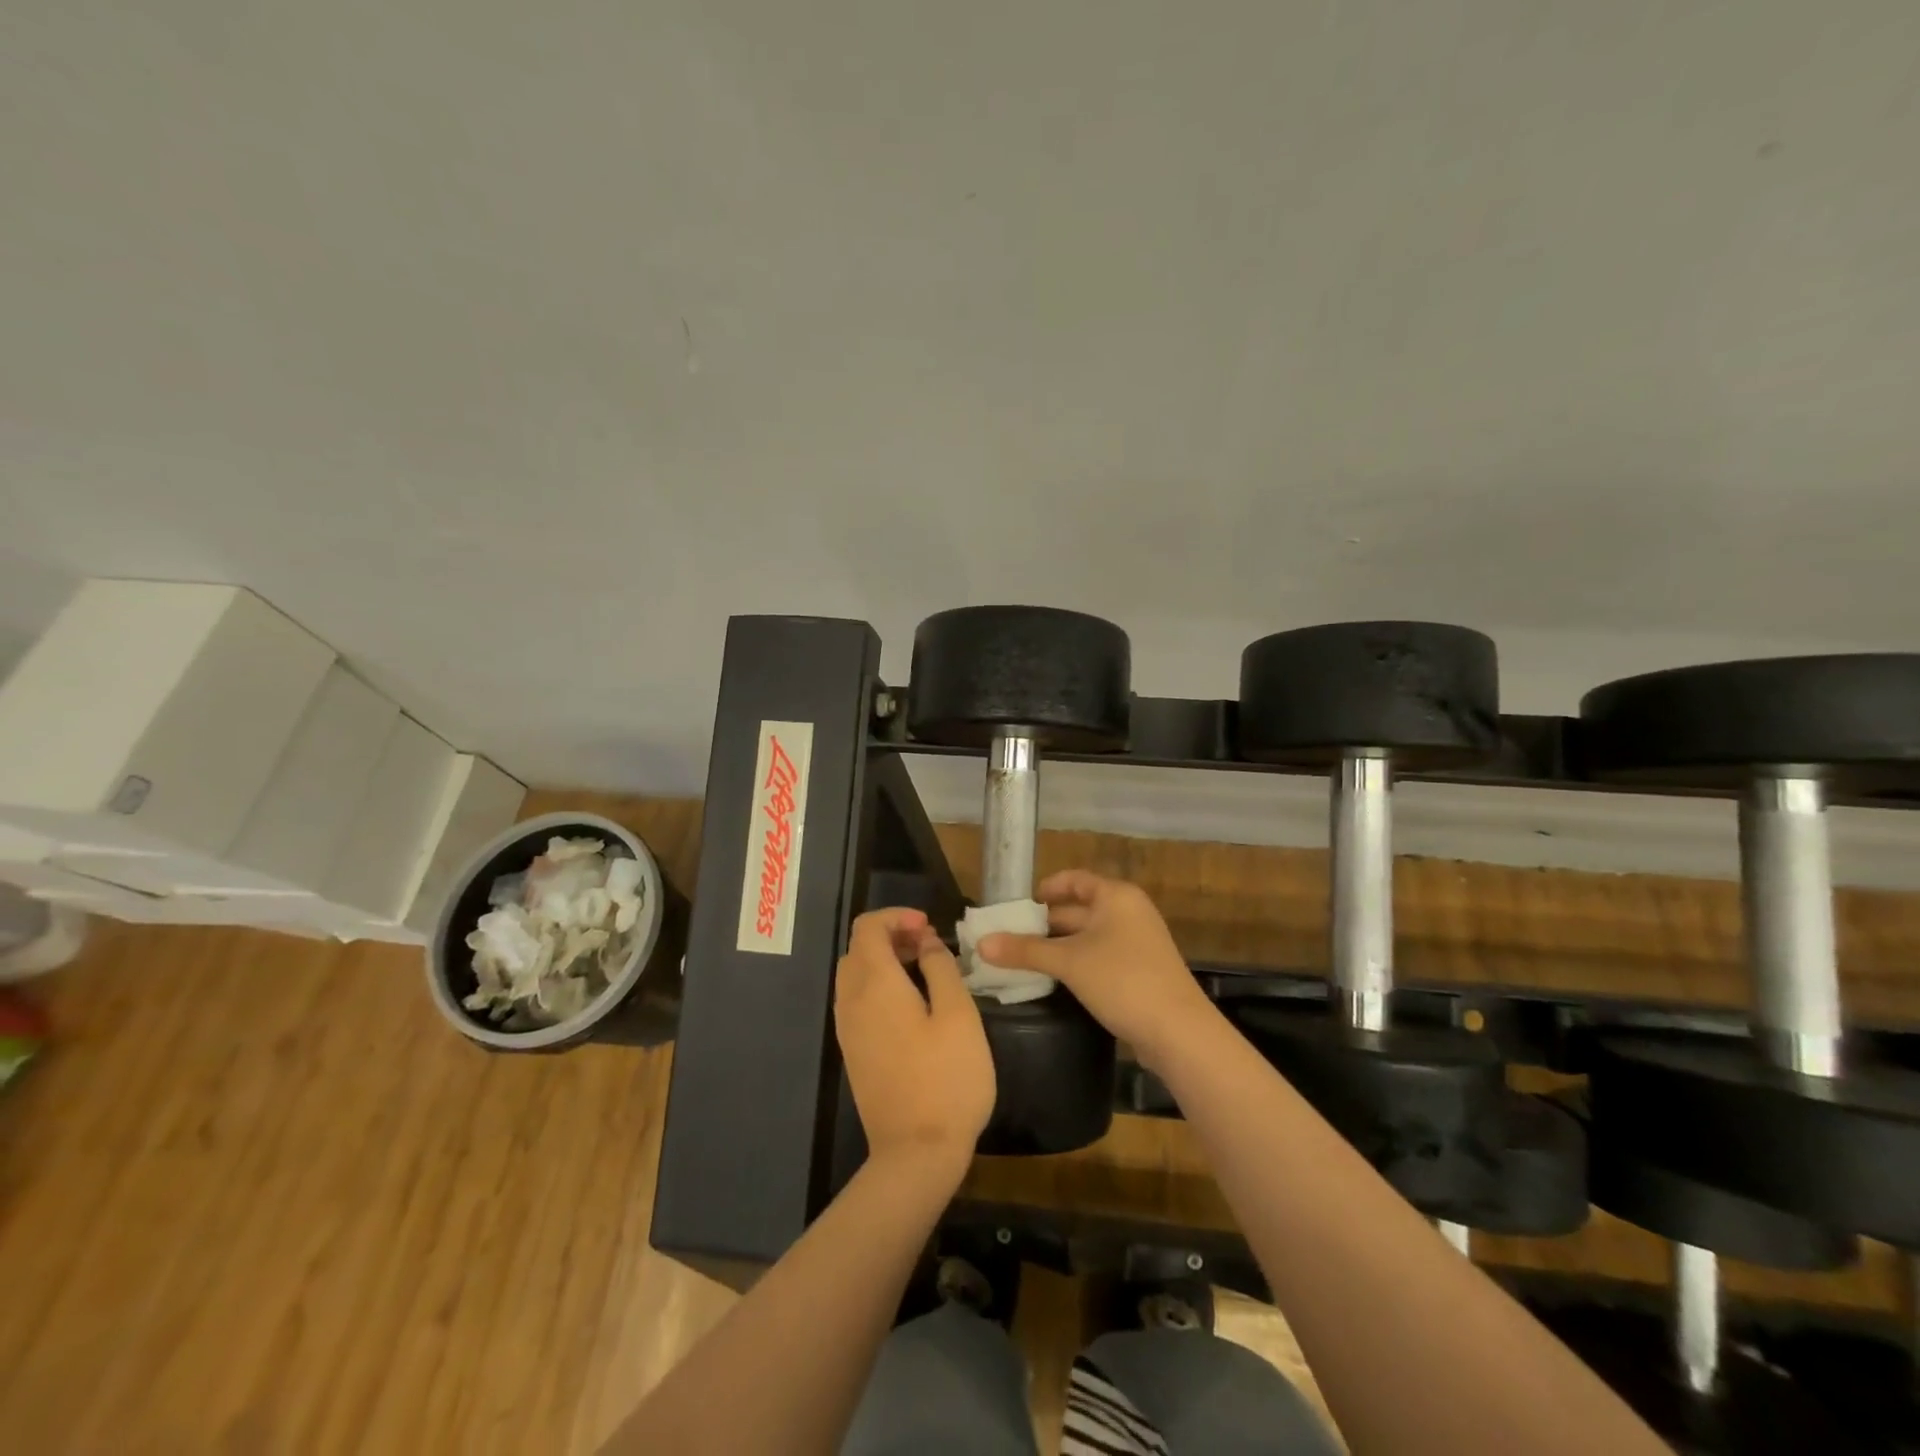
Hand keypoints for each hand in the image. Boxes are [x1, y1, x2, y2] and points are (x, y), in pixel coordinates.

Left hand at [835, 907, 995, 1172]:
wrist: (915, 1154)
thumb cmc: (946, 1079)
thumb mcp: (959, 1015)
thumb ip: (941, 968)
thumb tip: (925, 943)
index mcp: (874, 985)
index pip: (867, 927)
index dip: (896, 916)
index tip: (929, 927)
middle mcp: (851, 1001)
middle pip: (858, 948)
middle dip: (891, 935)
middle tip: (929, 945)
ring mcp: (848, 1029)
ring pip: (855, 974)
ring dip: (884, 960)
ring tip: (924, 970)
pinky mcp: (853, 1052)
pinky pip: (856, 1000)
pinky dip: (878, 986)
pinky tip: (911, 1004)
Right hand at [979, 870, 1216, 1069]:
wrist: (1179, 1032)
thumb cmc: (1122, 980)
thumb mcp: (1068, 962)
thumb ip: (1025, 951)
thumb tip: (982, 943)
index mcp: (1116, 896)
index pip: (1074, 880)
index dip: (1046, 888)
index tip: (1019, 905)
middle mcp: (1129, 912)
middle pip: (1079, 909)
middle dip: (1045, 923)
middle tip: (1009, 937)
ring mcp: (1138, 943)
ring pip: (1088, 937)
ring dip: (1058, 947)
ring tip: (1023, 960)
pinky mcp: (1140, 971)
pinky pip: (1100, 957)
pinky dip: (1076, 964)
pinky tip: (1054, 981)